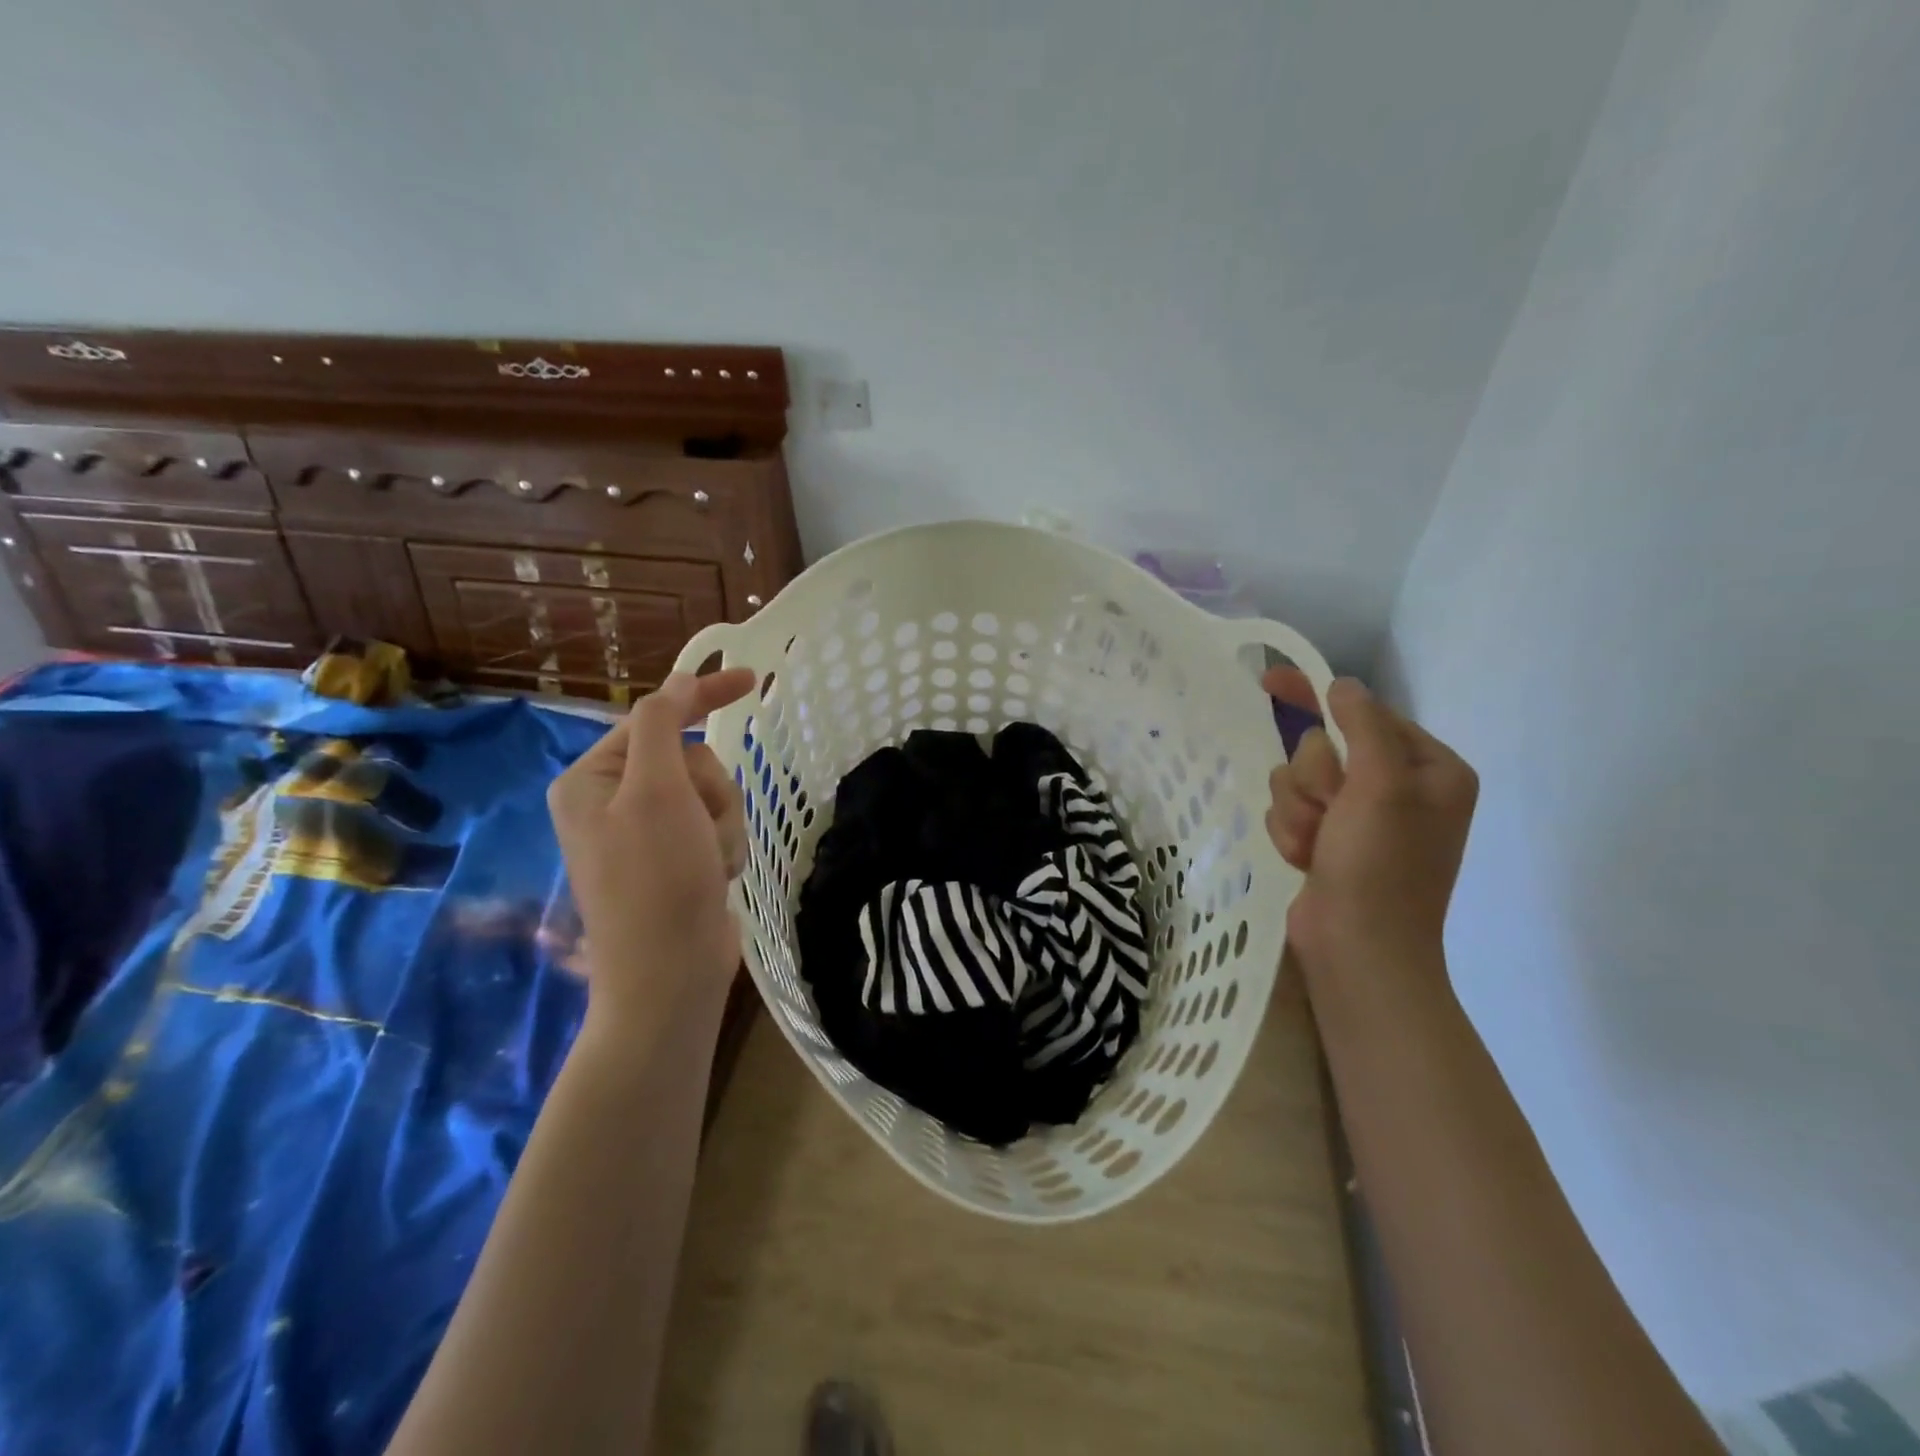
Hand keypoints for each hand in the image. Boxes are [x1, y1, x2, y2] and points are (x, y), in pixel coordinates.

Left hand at [548, 668, 756, 1027]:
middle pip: (690, 760)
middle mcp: (613, 802)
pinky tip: (714, 877)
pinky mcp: (674, 859)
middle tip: (701, 828)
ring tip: (709, 861)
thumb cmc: (657, 877)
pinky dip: (724, 847)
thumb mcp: (656, 790)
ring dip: (723, 824)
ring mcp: (645, 834)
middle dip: (711, 792)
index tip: (753, 681)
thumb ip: (664, 723)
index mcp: (592, 779)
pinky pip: (715, 827)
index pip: (655, 717)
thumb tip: (678, 681)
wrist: (670, 973)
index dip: (703, 695)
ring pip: (712, 795)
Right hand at [1263, 669, 1478, 983]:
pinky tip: (1307, 861)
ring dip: (1298, 812)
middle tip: (1331, 814)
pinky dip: (1291, 835)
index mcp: (1429, 769)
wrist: (1358, 950)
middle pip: (1322, 749)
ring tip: (1317, 847)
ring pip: (1297, 781)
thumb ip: (1363, 725)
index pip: (1365, 714)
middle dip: (1313, 782)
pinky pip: (1290, 812)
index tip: (1270, 681)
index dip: (1319, 700)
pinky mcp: (1330, 841)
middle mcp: (1399, 788)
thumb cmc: (1380, 866)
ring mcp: (1361, 818)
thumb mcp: (1382, 786)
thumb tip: (1342, 686)